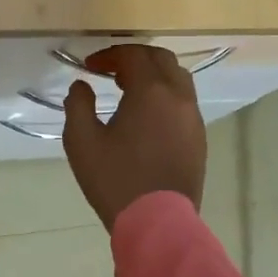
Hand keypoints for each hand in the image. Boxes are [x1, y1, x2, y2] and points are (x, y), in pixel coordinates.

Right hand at [62, 44, 206, 230]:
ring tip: (129, 90)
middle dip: (135, 58)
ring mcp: (194, 118)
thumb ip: (78, 105)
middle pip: (161, 59)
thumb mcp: (82, 142)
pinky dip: (166, 95)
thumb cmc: (116, 179)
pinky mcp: (199, 138)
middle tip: (111, 71)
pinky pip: (185, 102)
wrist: (158, 221)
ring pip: (178, 79)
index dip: (109, 55)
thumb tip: (81, 86)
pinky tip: (148, 116)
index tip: (90, 66)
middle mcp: (179, 97)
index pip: (133, 55)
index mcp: (152, 91)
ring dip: (154, 75)